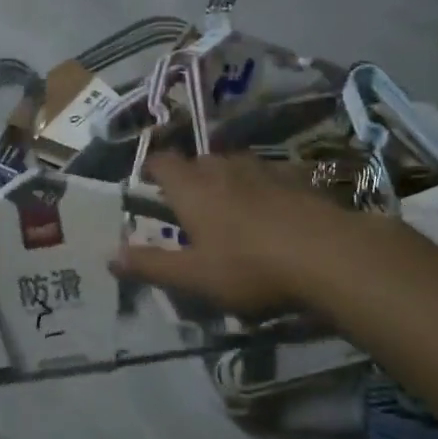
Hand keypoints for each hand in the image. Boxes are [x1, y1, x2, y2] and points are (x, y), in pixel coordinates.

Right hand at [113, 152, 344, 317]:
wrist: (328, 255)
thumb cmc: (249, 267)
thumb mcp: (193, 277)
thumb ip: (151, 265)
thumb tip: (110, 257)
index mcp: (192, 188)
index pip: (162, 162)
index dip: (152, 168)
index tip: (147, 181)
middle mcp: (223, 169)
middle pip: (199, 162)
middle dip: (191, 177)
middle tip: (190, 205)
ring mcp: (263, 170)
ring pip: (236, 166)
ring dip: (228, 180)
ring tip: (231, 206)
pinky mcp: (297, 180)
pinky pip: (271, 176)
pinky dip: (264, 188)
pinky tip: (273, 211)